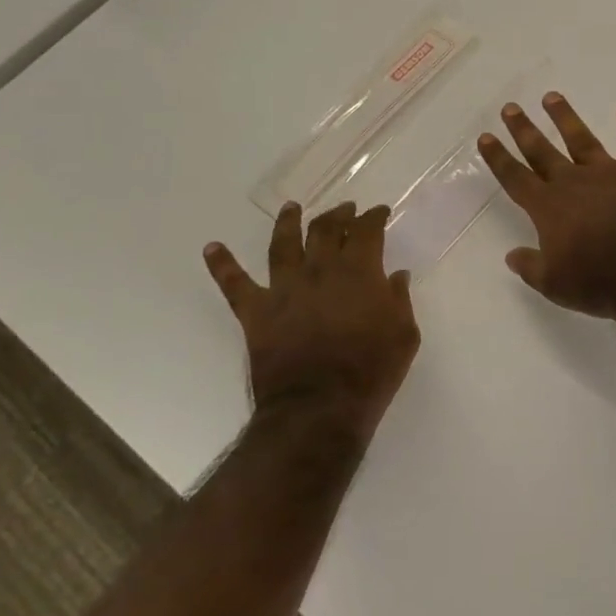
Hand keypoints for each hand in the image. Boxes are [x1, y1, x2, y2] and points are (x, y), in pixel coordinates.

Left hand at [203, 202, 418, 433]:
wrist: (319, 407)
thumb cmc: (370, 371)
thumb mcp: (404, 335)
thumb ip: (400, 299)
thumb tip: (396, 275)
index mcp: (359, 271)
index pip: (367, 231)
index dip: (374, 217)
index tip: (378, 212)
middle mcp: (320, 269)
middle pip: (326, 229)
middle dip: (338, 214)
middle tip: (345, 209)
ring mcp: (285, 288)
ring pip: (283, 244)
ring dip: (288, 222)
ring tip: (291, 208)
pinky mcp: (256, 311)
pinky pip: (234, 284)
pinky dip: (222, 264)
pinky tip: (211, 248)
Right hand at [478, 93, 615, 321]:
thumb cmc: (600, 283)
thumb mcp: (555, 284)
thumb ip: (530, 267)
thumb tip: (511, 256)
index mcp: (549, 208)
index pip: (515, 177)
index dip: (498, 158)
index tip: (486, 137)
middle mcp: (573, 182)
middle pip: (542, 151)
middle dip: (524, 129)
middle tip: (511, 107)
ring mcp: (607, 172)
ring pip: (580, 138)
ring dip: (564, 117)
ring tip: (551, 97)